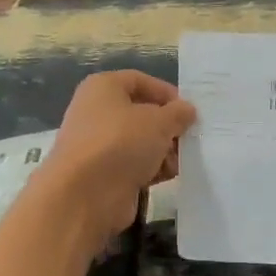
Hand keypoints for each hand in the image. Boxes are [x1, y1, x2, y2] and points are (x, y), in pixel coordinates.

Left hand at [32, 71, 194, 253]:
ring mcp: (99, 145)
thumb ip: (178, 113)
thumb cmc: (120, 143)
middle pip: (141, 114)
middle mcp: (97, 112)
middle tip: (191, 138)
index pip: (140, 81)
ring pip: (140, 142)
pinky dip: (152, 169)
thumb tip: (187, 110)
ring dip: (163, 150)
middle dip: (168, 126)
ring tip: (181, 160)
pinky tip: (168, 176)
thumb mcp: (158, 121)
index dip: (166, 93)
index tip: (189, 110)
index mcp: (103, 88)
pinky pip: (134, 165)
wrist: (85, 194)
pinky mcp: (104, 174)